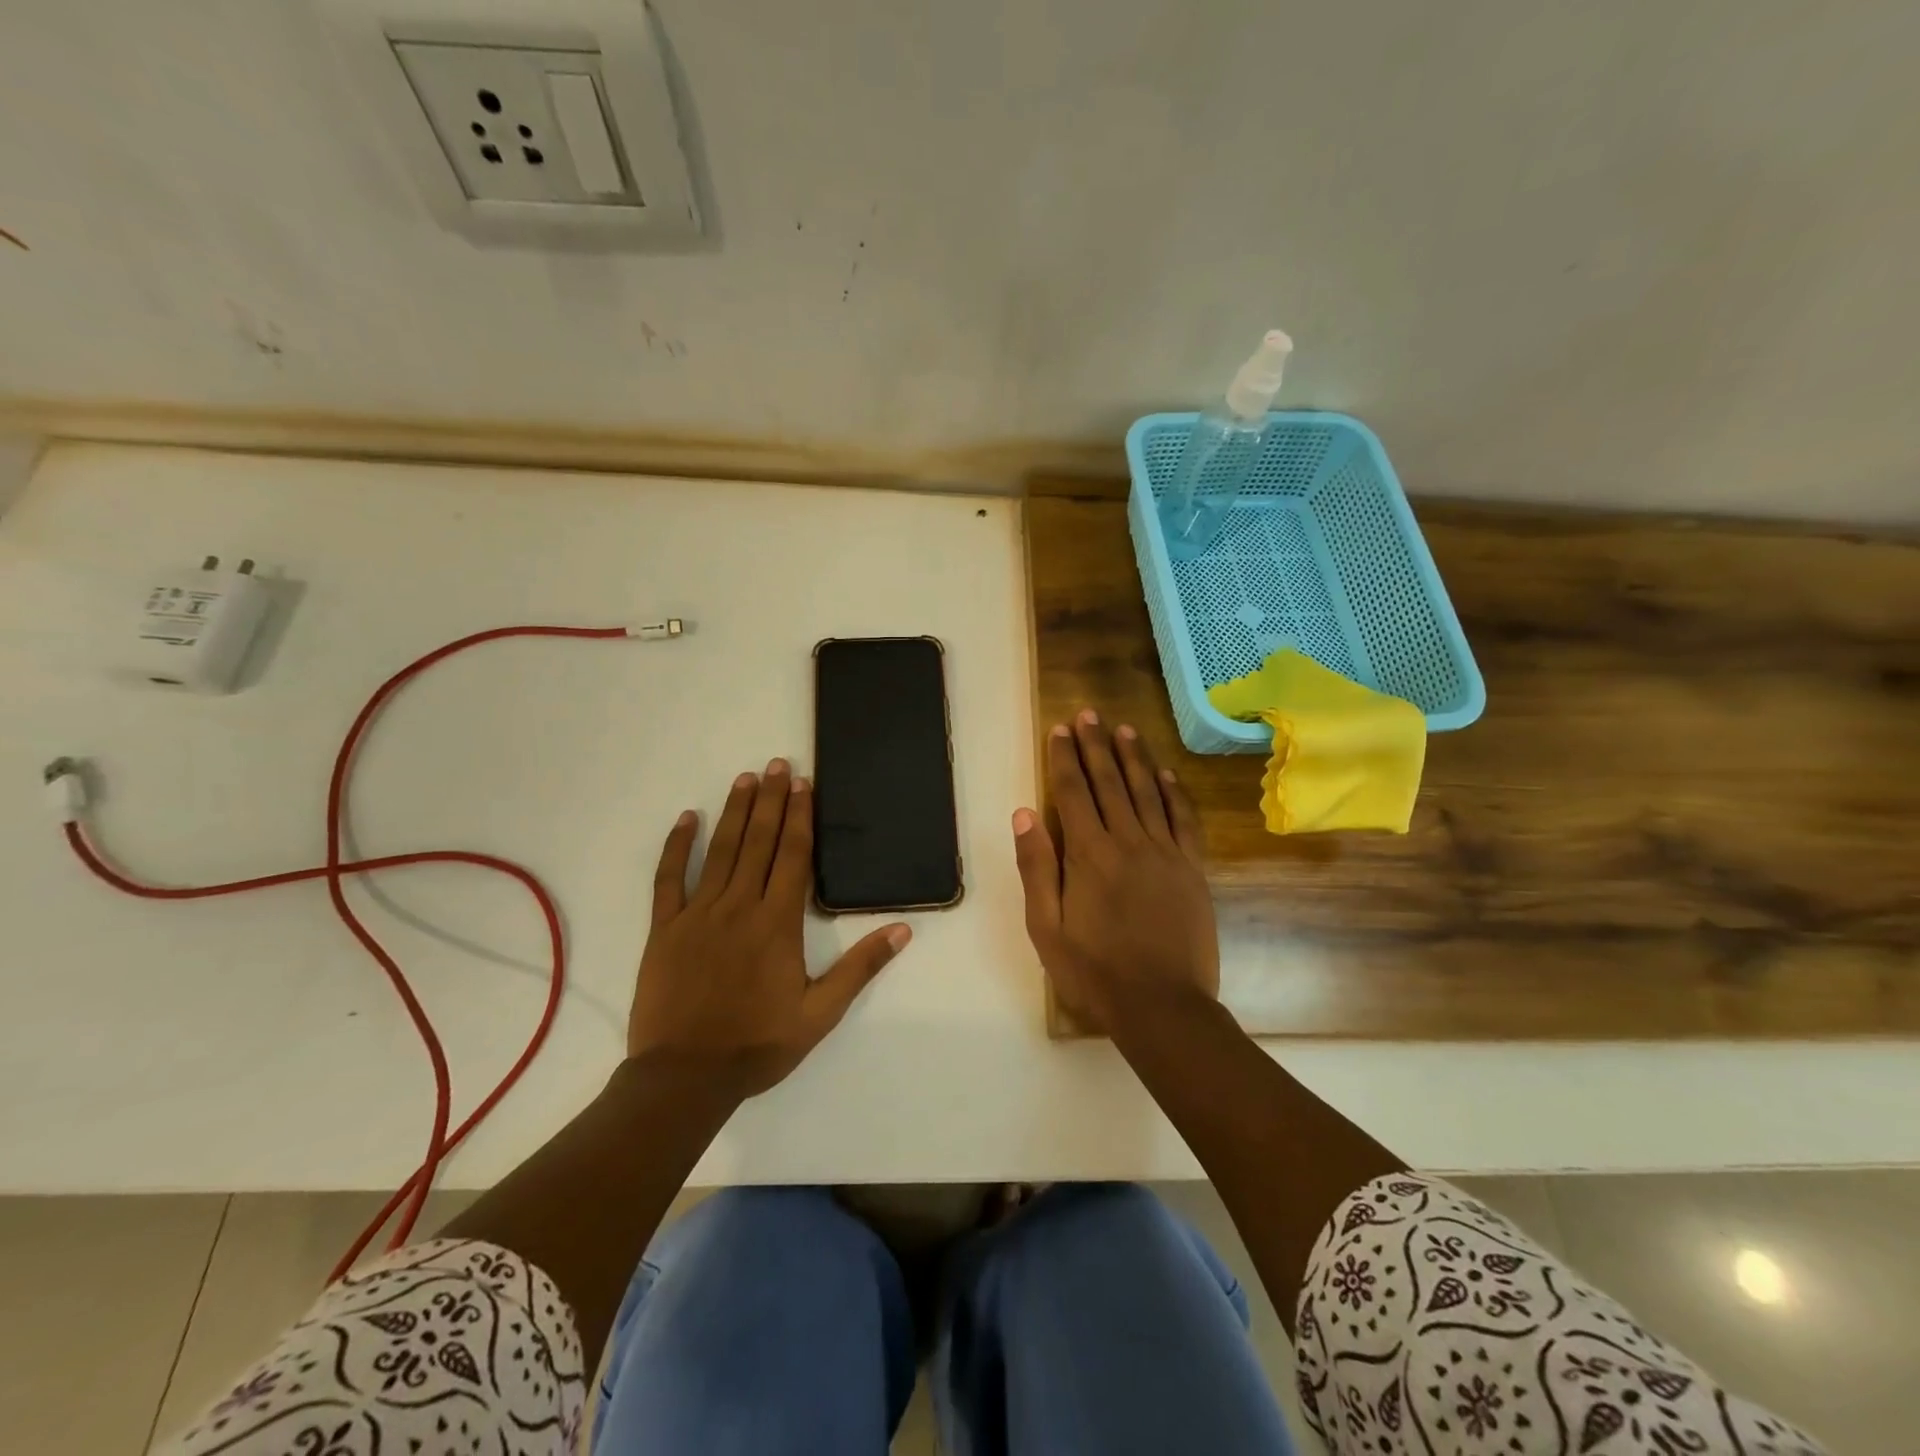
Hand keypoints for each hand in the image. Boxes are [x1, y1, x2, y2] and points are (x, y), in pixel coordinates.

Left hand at [629, 758, 911, 1099]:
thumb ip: (861, 968)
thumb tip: (902, 929)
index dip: (800, 817)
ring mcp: (698, 914)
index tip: (804, 784)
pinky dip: (678, 847)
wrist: (685, 1078)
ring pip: (721, 851)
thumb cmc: (758, 1045)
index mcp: (778, 924)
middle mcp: (740, 907)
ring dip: (735, 811)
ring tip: (746, 778)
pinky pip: (670, 879)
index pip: (793, 857)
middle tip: (778, 764)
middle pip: (760, 843)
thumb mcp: (821, 1014)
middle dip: (772, 800)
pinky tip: (688, 819)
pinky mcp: (665, 929)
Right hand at [1012, 711, 1217, 1032]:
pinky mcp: (1192, 869)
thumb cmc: (1095, 971)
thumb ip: (1036, 867)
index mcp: (1088, 855)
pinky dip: (1174, 793)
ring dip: (1134, 758)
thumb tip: (1025, 813)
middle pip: (1109, 782)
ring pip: (1147, 792)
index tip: (1060, 729)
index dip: (1064, 758)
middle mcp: (1128, 842)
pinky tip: (1166, 774)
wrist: (1162, 1006)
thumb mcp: (1046, 927)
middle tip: (1089, 714)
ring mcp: (1165, 853)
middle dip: (1096, 746)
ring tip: (1123, 730)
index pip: (1072, 793)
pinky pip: (1183, 820)